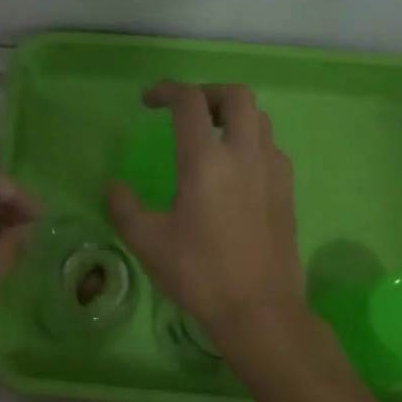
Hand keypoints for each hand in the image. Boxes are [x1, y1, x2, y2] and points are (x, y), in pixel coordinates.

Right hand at [107, 82, 305, 343]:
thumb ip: (124, 207)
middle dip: (208, 93)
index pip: (189, 102)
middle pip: (237, 95)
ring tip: (209, 137)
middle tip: (186, 111)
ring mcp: (272, 171)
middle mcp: (244, 155)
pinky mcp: (287, 191)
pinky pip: (270, 147)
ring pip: (259, 119)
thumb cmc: (199, 273)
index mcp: (205, 161)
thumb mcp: (147, 241)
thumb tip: (114, 186)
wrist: (260, 310)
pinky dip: (250, 142)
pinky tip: (234, 171)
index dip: (166, 91)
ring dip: (232, 116)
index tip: (148, 102)